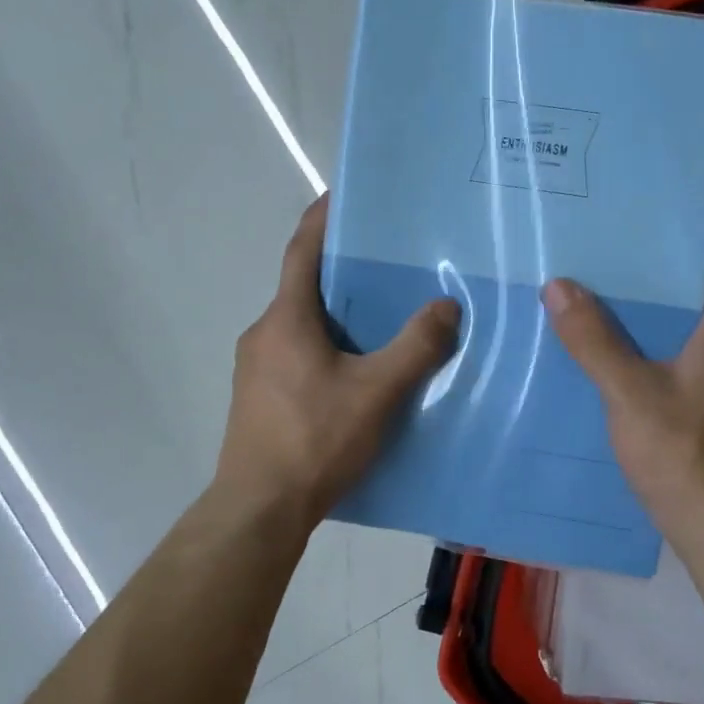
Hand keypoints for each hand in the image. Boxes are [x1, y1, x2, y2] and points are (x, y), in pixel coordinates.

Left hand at [215, 195, 460, 526]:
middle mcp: (264, 333)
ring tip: (382, 318)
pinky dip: (326, 348)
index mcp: (286, 319)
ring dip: (336, 315)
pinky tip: (357, 372)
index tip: (343, 195)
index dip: (322, 218)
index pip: (302, 250)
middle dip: (342, 272)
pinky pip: (297, 355)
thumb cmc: (315, 440)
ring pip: (301, 325)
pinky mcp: (259, 398)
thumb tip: (447, 304)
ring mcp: (256, 369)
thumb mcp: (376, 392)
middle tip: (388, 264)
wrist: (260, 508)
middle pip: (303, 287)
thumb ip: (415, 347)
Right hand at [543, 214, 703, 560]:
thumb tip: (559, 286)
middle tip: (621, 229)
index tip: (674, 192)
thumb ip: (594, 340)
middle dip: (670, 253)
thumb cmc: (681, 450)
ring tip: (609, 273)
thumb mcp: (629, 392)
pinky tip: (615, 335)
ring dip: (660, 294)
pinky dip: (655, 330)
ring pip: (693, 315)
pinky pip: (682, 345)